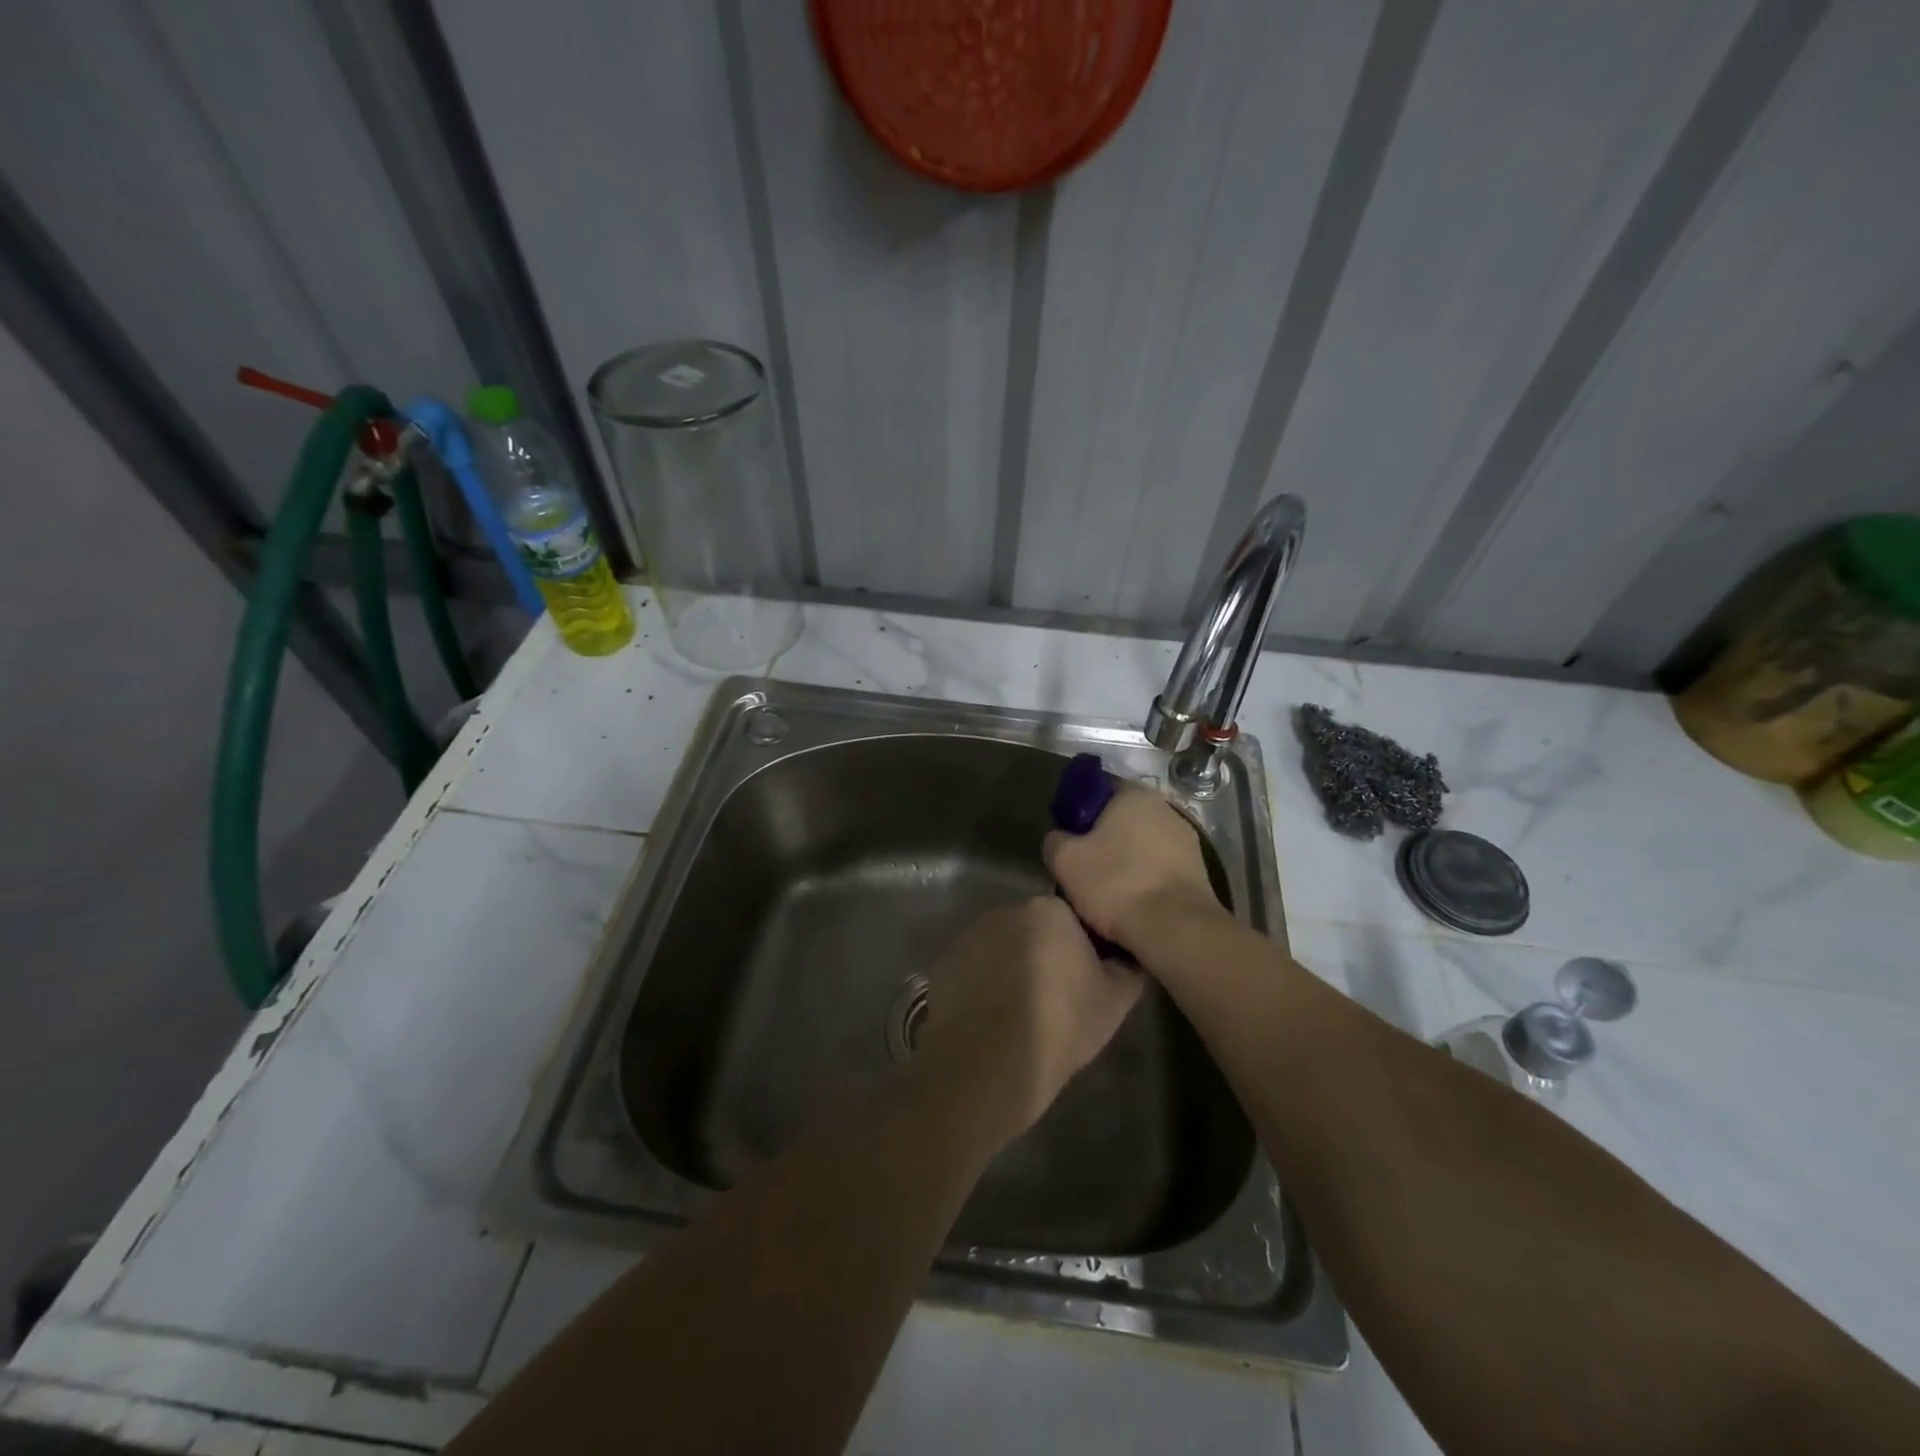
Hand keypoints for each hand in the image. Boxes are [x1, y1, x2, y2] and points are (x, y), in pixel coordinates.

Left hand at [910, 897, 1143, 1145]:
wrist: (986, 1068)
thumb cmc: (1060, 1027)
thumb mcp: (1115, 1001)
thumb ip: (1127, 966)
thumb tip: (1125, 955)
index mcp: (1048, 910)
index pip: (1073, 920)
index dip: (1082, 952)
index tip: (1085, 984)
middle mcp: (1005, 910)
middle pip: (1035, 929)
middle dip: (1045, 954)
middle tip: (1055, 1000)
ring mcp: (970, 935)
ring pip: (1004, 947)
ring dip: (1013, 967)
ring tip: (1021, 1014)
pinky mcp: (945, 962)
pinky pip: (976, 967)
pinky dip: (985, 984)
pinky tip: (993, 1019)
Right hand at [1041, 782, 1220, 945]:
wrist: (1175, 928)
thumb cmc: (1116, 883)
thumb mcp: (1064, 860)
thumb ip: (1055, 840)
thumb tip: (1059, 838)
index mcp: (1134, 795)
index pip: (1100, 790)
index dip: (1080, 812)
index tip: (1069, 838)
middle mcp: (1165, 808)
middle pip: (1124, 819)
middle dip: (1105, 839)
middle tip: (1084, 866)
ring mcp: (1187, 840)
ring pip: (1144, 846)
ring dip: (1127, 861)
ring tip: (1108, 891)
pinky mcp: (1199, 871)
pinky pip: (1161, 869)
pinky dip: (1146, 880)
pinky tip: (1133, 903)